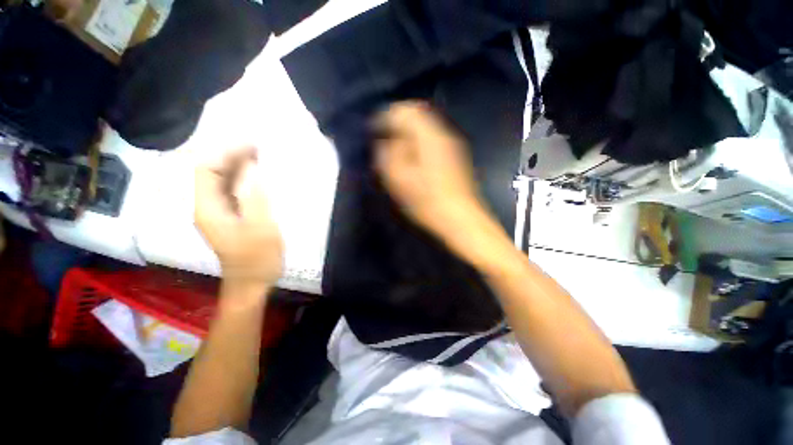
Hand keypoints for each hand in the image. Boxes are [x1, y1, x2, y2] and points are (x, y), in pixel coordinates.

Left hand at [195, 146, 283, 294]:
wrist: (251, 283)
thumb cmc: (257, 259)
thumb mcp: (260, 228)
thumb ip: (254, 197)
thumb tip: (252, 168)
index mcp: (208, 208)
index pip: (206, 169)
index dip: (226, 152)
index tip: (252, 144)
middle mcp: (207, 206)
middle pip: (212, 171)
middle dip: (233, 155)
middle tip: (261, 147)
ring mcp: (218, 211)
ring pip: (222, 180)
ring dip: (240, 166)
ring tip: (263, 156)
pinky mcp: (230, 216)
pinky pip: (233, 190)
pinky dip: (245, 179)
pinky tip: (261, 177)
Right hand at [374, 101, 484, 239]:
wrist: (460, 219)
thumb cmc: (426, 200)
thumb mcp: (399, 179)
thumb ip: (388, 154)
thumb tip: (385, 142)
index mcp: (429, 136)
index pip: (406, 111)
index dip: (386, 117)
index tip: (374, 130)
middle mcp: (444, 134)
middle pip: (418, 115)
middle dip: (398, 123)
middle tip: (384, 138)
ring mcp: (453, 146)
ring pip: (426, 129)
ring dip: (409, 134)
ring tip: (396, 149)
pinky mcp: (456, 158)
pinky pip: (433, 141)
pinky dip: (419, 144)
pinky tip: (413, 159)